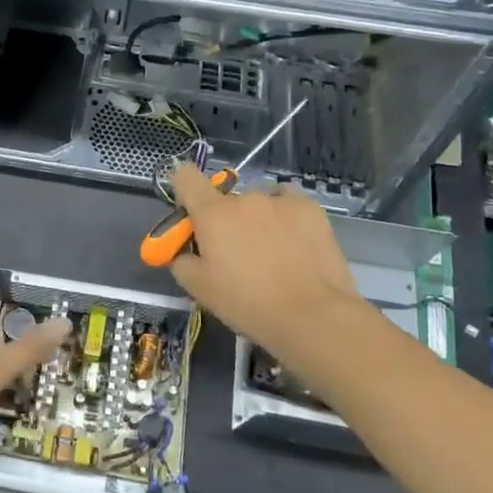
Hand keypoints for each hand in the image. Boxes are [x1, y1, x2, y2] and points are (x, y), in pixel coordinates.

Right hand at [165, 165, 373, 373]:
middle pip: (226, 201)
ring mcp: (280, 200)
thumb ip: (181, 261)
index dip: (184, 189)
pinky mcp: (310, 208)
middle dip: (226, 222)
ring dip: (257, 220)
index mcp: (212, 213)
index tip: (192, 214)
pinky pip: (287, 203)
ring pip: (258, 203)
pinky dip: (285, 217)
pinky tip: (294, 242)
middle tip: (237, 256)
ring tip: (272, 254)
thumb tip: (184, 251)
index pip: (186, 177)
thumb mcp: (199, 289)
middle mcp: (244, 198)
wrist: (311, 315)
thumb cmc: (247, 302)